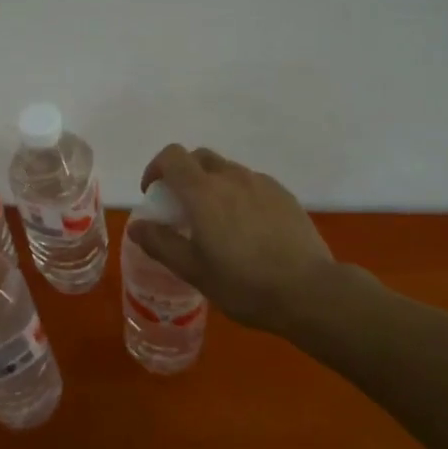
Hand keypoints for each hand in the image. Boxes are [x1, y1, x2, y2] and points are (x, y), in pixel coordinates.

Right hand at [129, 145, 339, 332]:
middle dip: (184, 174)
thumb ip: (161, 243)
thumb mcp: (194, 271)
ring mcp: (262, 183)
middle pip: (199, 158)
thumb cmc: (244, 283)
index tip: (154, 194)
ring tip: (217, 222)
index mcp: (203, 191)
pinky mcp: (284, 195)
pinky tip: (248, 229)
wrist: (310, 291)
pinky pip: (252, 184)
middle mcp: (232, 177)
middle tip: (182, 208)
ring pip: (227, 171)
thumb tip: (137, 226)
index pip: (172, 156)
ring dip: (213, 185)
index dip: (156, 168)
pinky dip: (239, 195)